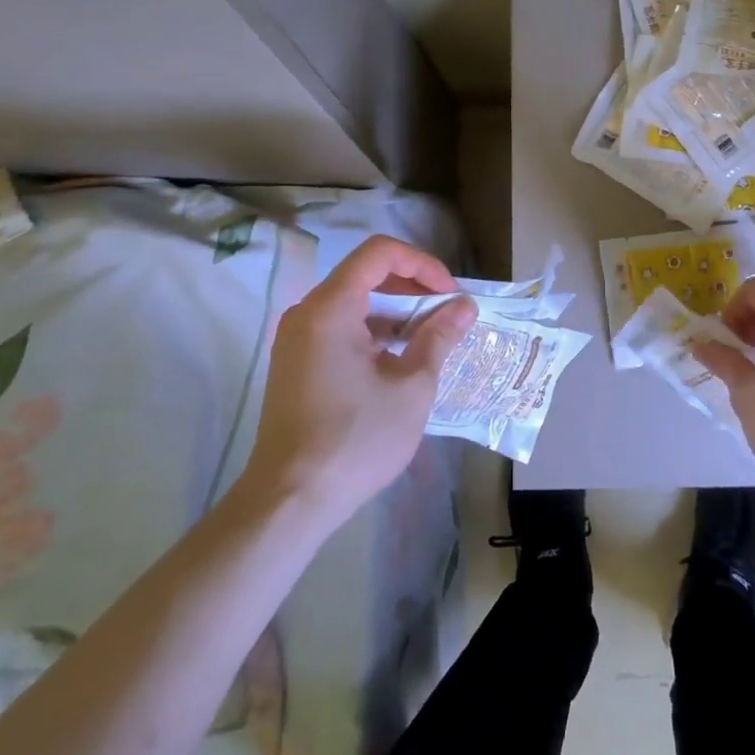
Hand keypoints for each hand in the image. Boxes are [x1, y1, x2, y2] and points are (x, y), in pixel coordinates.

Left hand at [238, 235, 475, 526]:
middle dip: (412, 287)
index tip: (449, 294)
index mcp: (330, 308)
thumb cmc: (355, 440)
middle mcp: (307, 312)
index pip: (379, 253)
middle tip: (447, 314)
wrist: (290, 501)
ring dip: (395, 311)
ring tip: (431, 338)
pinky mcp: (296, 363)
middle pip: (365, 273)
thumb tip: (464, 306)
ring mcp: (297, 338)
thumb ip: (439, 337)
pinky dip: (373, 331)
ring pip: (353, 301)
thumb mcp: (411, 387)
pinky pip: (339, 327)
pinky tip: (399, 359)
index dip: (422, 264)